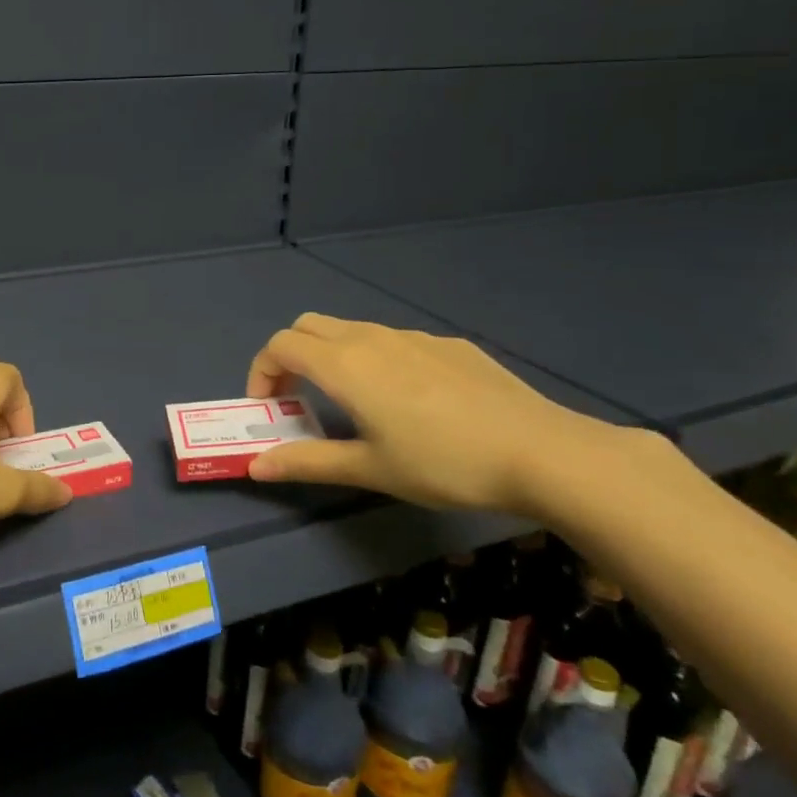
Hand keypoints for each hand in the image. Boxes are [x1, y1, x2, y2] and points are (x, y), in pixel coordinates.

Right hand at [243, 313, 639, 514]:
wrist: (542, 451)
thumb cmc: (442, 463)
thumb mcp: (369, 469)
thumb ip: (307, 462)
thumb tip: (254, 467)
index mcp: (344, 364)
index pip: (279, 345)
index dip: (262, 371)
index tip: (268, 407)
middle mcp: (371, 337)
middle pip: (308, 326)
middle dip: (290, 356)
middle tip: (297, 397)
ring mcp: (413, 336)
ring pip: (351, 330)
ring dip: (331, 356)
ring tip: (351, 403)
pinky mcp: (448, 344)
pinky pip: (393, 340)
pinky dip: (374, 358)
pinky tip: (409, 401)